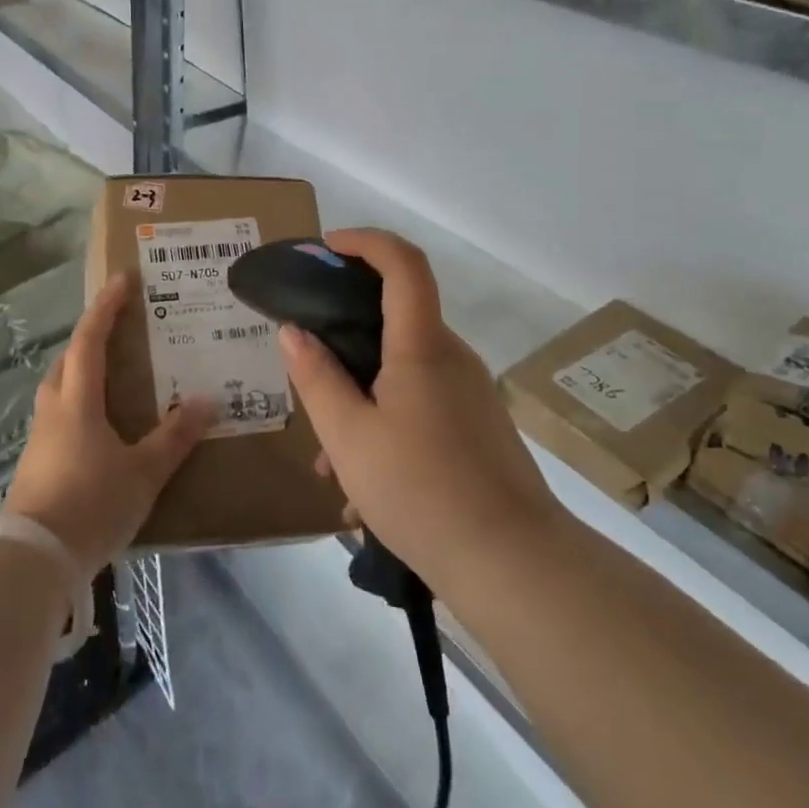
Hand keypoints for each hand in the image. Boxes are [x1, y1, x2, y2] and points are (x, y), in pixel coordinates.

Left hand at [4, 273, 216, 573]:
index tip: (122, 280)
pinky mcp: (36, 463)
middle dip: (89, 337)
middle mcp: (54, 410)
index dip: (106, 308)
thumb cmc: (91, 504)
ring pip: (59, 389)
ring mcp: (40, 438)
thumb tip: (207, 401)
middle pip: (67, 360)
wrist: (32, 560)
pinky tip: (97, 427)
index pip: (90, 340)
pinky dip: (78, 404)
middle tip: (118, 329)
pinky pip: (59, 416)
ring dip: (81, 371)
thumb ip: (175, 437)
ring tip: (111, 375)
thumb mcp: (143, 472)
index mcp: (78, 401)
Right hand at [280, 229, 557, 592]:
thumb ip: (316, 378)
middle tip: (308, 375)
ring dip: (361, 398)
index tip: (328, 249)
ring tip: (330, 465)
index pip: (403, 263)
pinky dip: (386, 424)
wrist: (515, 566)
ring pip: (402, 373)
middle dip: (345, 341)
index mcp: (421, 346)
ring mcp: (470, 393)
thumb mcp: (348, 437)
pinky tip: (363, 493)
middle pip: (395, 320)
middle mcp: (452, 357)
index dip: (366, 241)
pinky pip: (421, 405)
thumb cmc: (421, 492)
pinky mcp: (478, 426)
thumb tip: (294, 332)